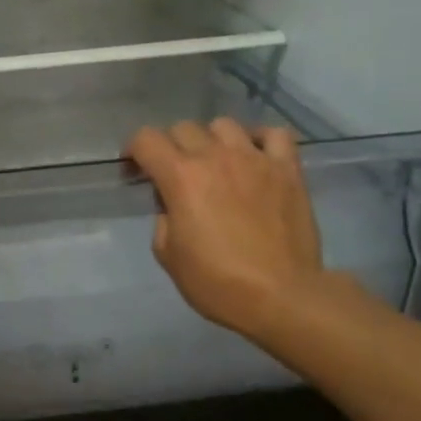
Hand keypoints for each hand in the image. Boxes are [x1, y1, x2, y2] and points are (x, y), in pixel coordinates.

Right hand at [125, 119, 329, 341]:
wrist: (281, 296)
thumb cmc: (216, 281)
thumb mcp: (167, 254)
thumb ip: (163, 218)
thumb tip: (173, 203)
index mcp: (180, 176)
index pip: (145, 139)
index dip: (133, 152)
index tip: (135, 172)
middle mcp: (215, 157)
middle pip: (183, 128)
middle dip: (171, 146)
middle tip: (174, 173)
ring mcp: (255, 159)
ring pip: (224, 125)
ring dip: (212, 140)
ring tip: (216, 163)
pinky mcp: (288, 170)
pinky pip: (274, 135)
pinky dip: (260, 139)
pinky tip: (255, 156)